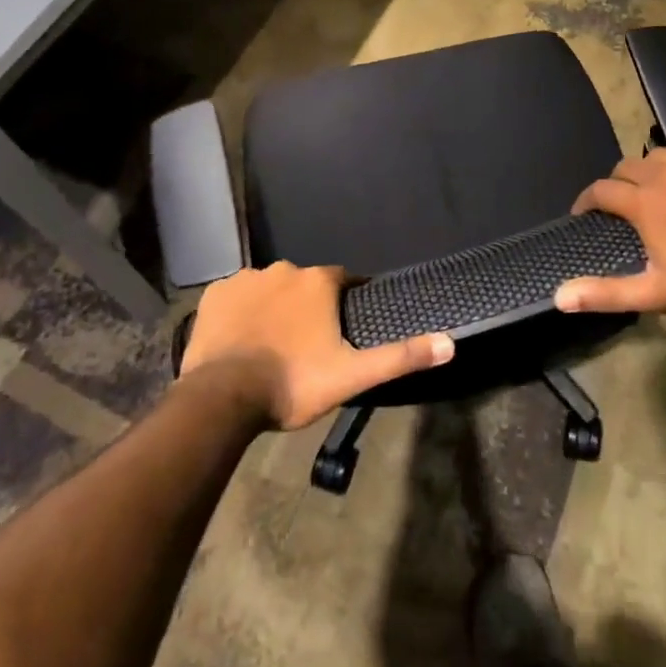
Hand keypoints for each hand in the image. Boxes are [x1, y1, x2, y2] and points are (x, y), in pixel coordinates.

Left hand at [178, 261, 453, 429]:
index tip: (340, 330)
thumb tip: (451, 342)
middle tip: (304, 347)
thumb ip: (400, 357)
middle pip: (304, 285)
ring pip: (269, 289)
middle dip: (307, 308)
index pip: (343, 282)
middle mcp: (284, 269)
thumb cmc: (293, 383)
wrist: (222, 397)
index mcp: (319, 282)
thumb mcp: (352, 375)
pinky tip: (240, 340)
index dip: (344, 304)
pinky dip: (241, 313)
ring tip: (270, 347)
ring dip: (273, 309)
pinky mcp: (215, 293)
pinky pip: (235, 297)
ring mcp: (246, 278)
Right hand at [554, 147, 665, 318]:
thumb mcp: (656, 293)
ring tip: (657, 193)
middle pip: (625, 167)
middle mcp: (664, 172)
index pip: (599, 190)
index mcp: (643, 202)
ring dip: (648, 172)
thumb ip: (606, 293)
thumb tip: (558, 297)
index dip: (586, 202)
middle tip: (624, 208)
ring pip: (658, 156)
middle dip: (617, 185)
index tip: (585, 215)